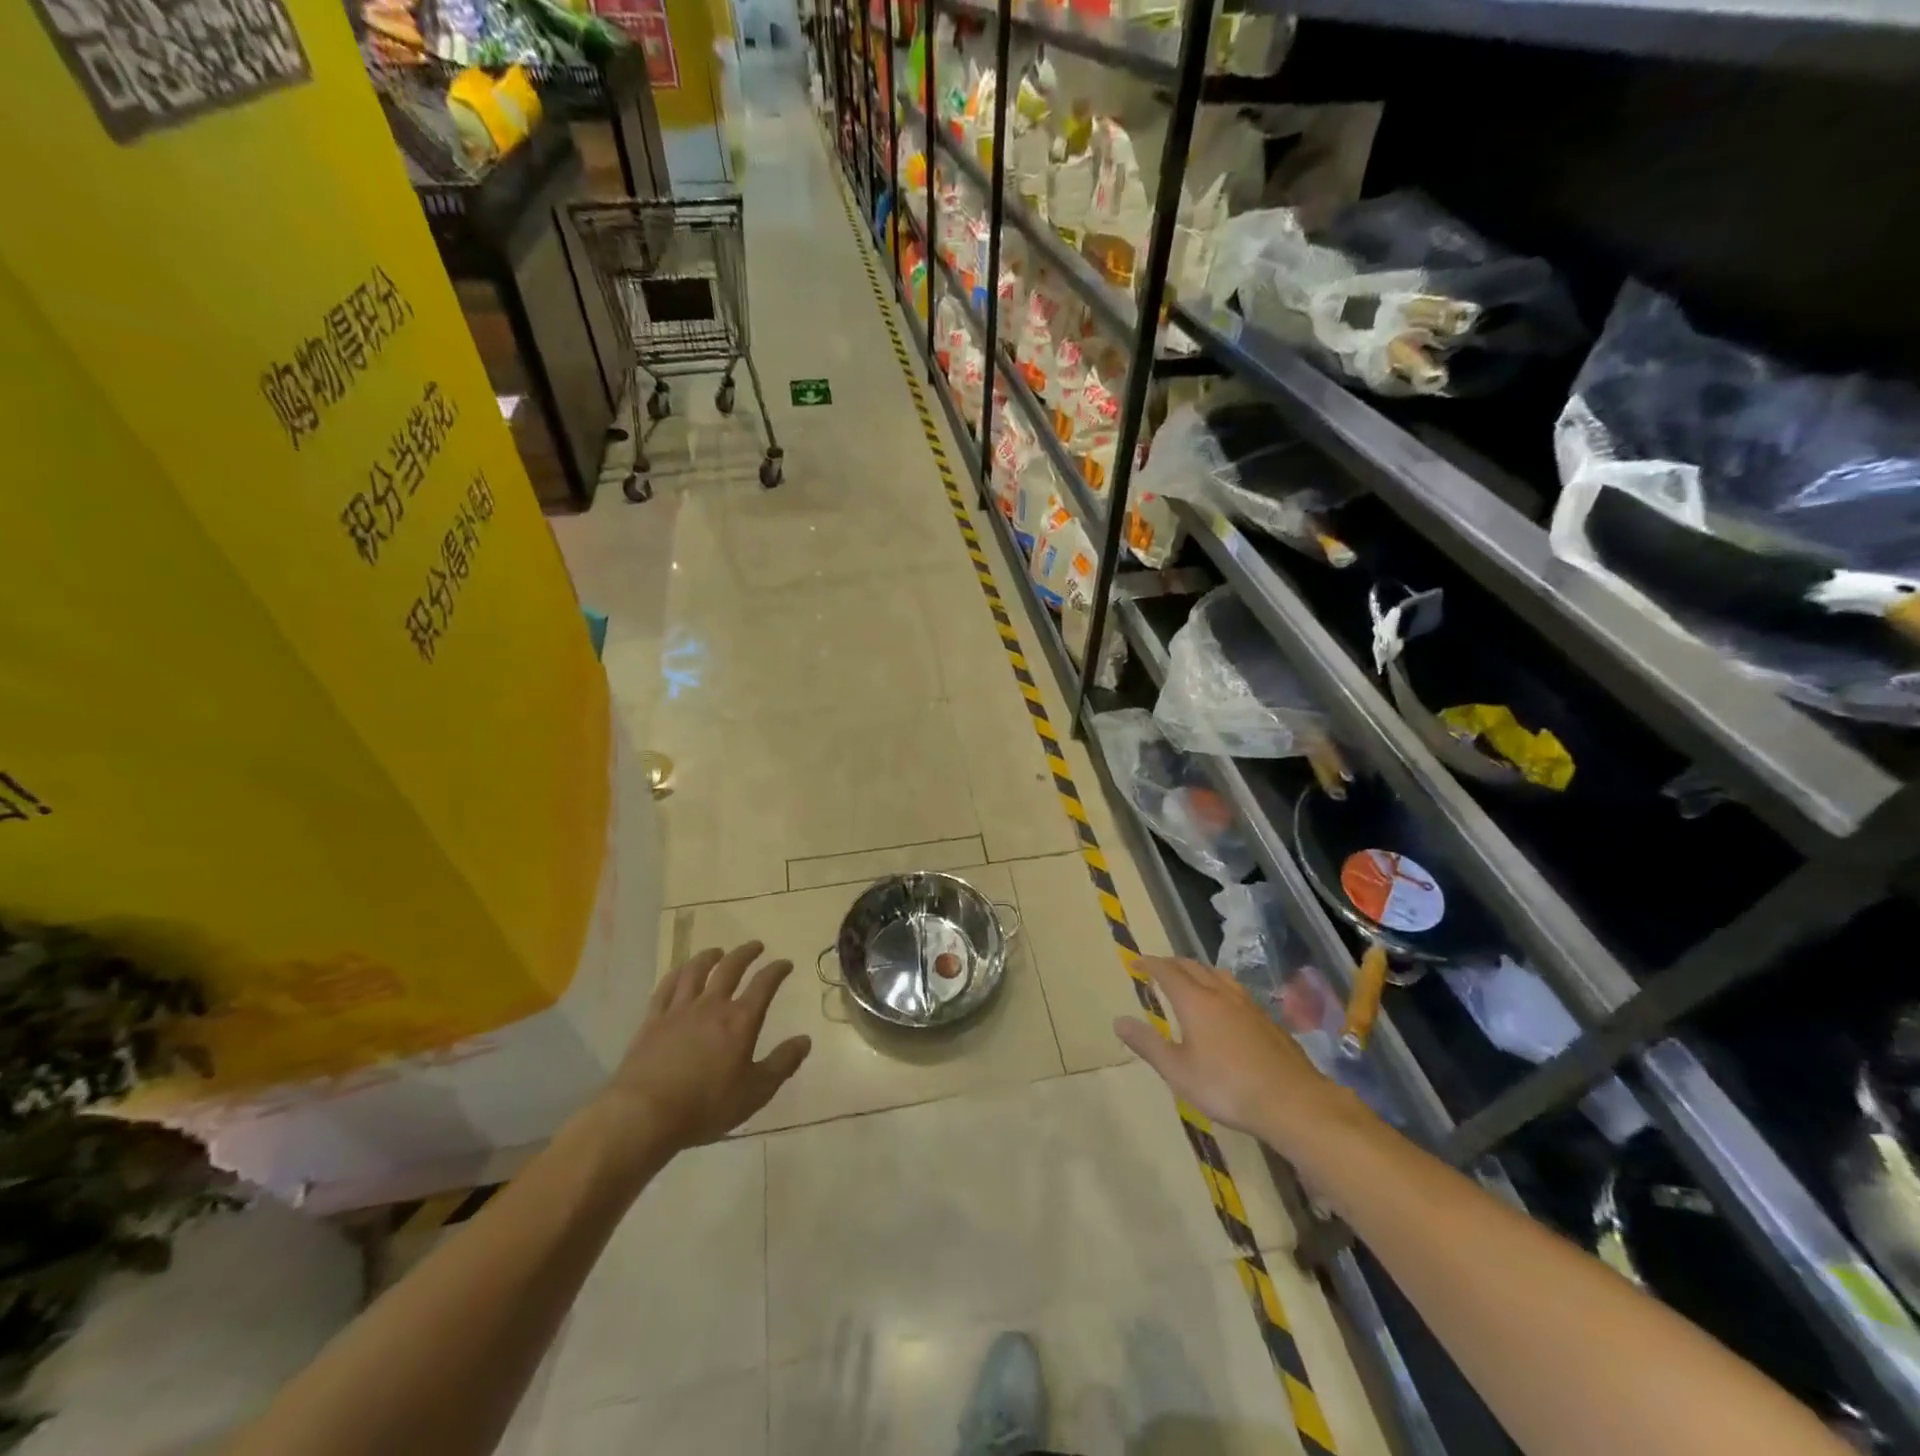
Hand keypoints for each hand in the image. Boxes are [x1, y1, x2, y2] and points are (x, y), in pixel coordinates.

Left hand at [594, 942, 811, 1167]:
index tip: (785, 963)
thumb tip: (805, 1040)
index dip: (777, 971)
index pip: (764, 985)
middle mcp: (711, 1006)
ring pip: (696, 971)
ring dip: (709, 957)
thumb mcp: (755, 1092)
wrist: (644, 1114)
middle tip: (756, 946)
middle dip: (746, 954)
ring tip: (717, 951)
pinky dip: (676, 974)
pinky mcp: (652, 1021)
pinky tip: (679, 972)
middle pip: (730, 969)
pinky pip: (665, 987)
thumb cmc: (706, 1106)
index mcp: (740, 1020)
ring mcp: (679, 1010)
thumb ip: (782, 1064)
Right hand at [1114, 957, 1356, 1148]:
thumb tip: (1118, 1020)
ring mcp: (1248, 1004)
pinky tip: (1224, 1006)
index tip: (1135, 962)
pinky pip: (1235, 990)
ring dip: (1198, 971)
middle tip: (1158, 969)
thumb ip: (1148, 1044)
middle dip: (1172, 963)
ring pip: (1218, 974)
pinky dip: (1219, 986)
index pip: (1167, 970)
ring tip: (1190, 980)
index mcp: (1195, 1001)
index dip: (1149, 963)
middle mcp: (1220, 993)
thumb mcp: (1178, 1072)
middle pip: (1193, 966)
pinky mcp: (1267, 1019)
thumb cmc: (1227, 1087)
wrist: (1293, 1102)